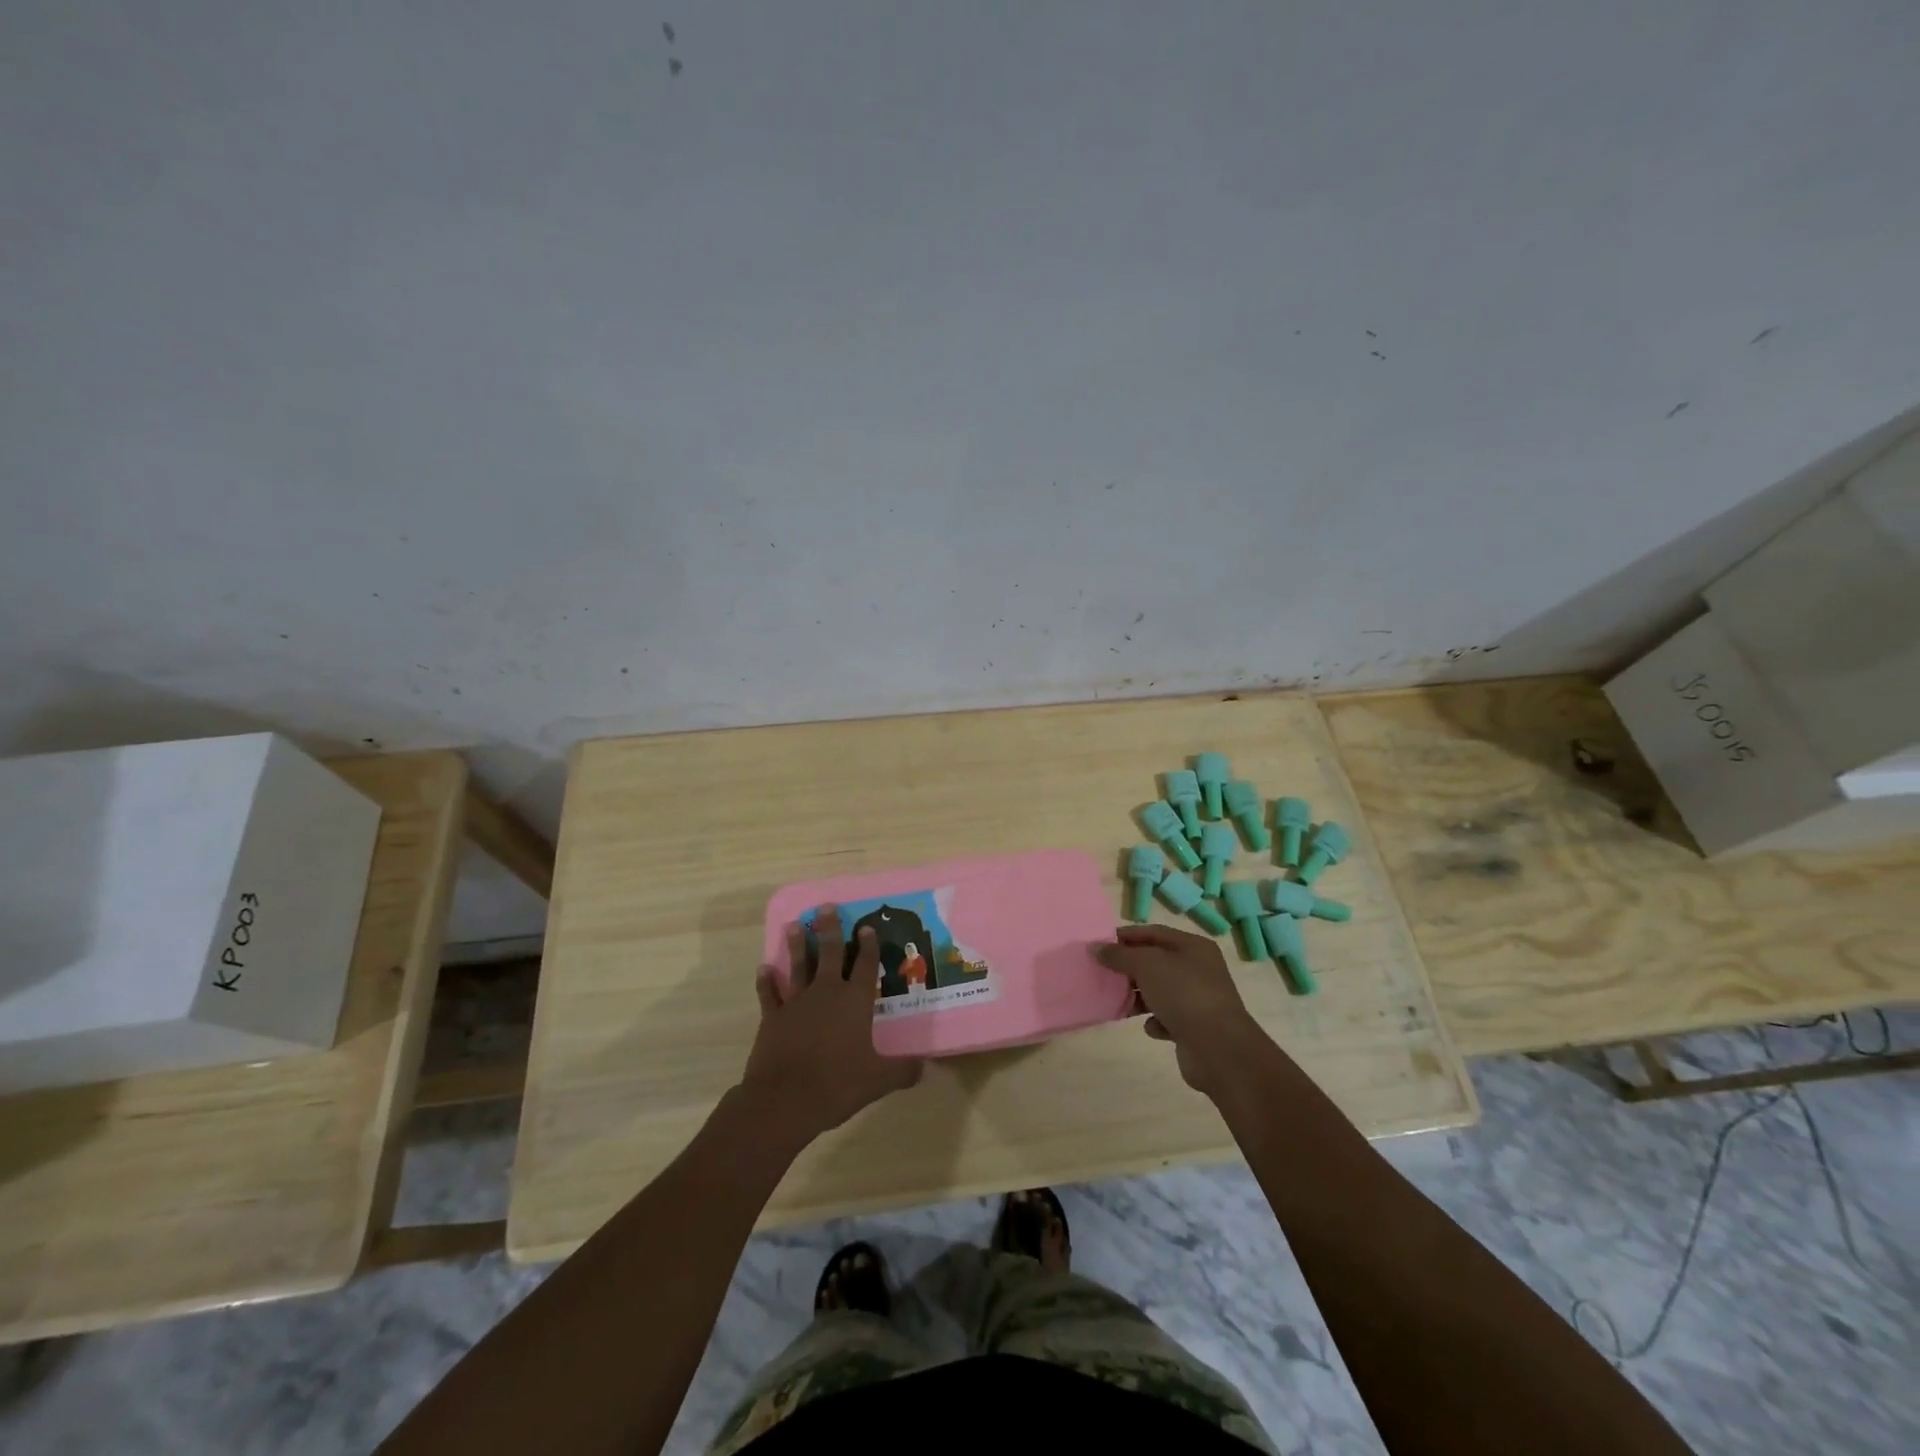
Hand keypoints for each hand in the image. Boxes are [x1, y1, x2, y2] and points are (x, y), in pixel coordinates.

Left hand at [737, 905, 922, 1147]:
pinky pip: (770, 993)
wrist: (784, 1100)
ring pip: (799, 965)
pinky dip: (766, 981)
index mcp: (855, 1002)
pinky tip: (764, 969)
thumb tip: (926, 1066)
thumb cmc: (836, 1084)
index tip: (866, 927)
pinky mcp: (773, 1017)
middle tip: (825, 907)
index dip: (868, 945)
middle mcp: (827, 993)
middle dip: (830, 929)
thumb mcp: (878, 1080)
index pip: (866, 966)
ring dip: (798, 944)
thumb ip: (902, 1071)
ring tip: (794, 924)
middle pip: (830, 953)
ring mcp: (797, 1002)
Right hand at [1095, 924, 1269, 1096]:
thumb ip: (1120, 955)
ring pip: (1160, 991)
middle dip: (1130, 968)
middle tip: (1103, 973)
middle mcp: (1199, 969)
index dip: (1126, 936)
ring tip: (1118, 1002)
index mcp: (1193, 947)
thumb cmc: (1183, 994)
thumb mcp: (1147, 965)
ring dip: (1139, 996)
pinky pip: (1167, 1018)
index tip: (1100, 945)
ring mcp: (1198, 999)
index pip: (1153, 933)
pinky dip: (1155, 1021)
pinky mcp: (1195, 1028)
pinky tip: (1149, 1026)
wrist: (1219, 1049)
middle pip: (1156, 962)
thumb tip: (1096, 948)